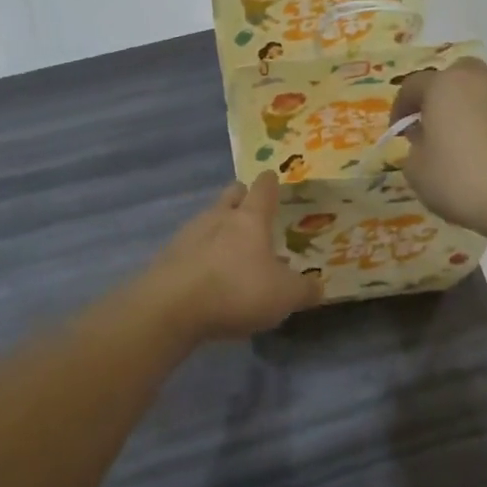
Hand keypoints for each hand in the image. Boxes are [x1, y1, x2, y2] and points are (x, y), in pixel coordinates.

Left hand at [143, 172, 323, 341]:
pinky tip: (207, 275)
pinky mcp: (168, 256)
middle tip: (252, 211)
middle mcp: (218, 217)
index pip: (263, 188)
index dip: (270, 183)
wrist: (171, 308)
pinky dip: (202, 254)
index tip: (273, 178)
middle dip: (241, 197)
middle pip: (230, 195)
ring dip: (220, 228)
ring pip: (208, 219)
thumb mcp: (284, 296)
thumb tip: (318, 286)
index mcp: (250, 219)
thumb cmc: (237, 290)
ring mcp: (189, 234)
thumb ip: (304, 290)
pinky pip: (191, 246)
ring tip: (231, 250)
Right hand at [388, 58, 486, 240]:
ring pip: (477, 91)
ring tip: (459, 139)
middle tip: (430, 126)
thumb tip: (425, 139)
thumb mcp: (417, 170)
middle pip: (450, 78)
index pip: (412, 86)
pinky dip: (486, 121)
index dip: (400, 109)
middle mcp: (477, 78)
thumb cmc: (461, 179)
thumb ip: (414, 148)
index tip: (398, 131)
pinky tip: (483, 149)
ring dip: (464, 107)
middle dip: (437, 98)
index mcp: (443, 84)